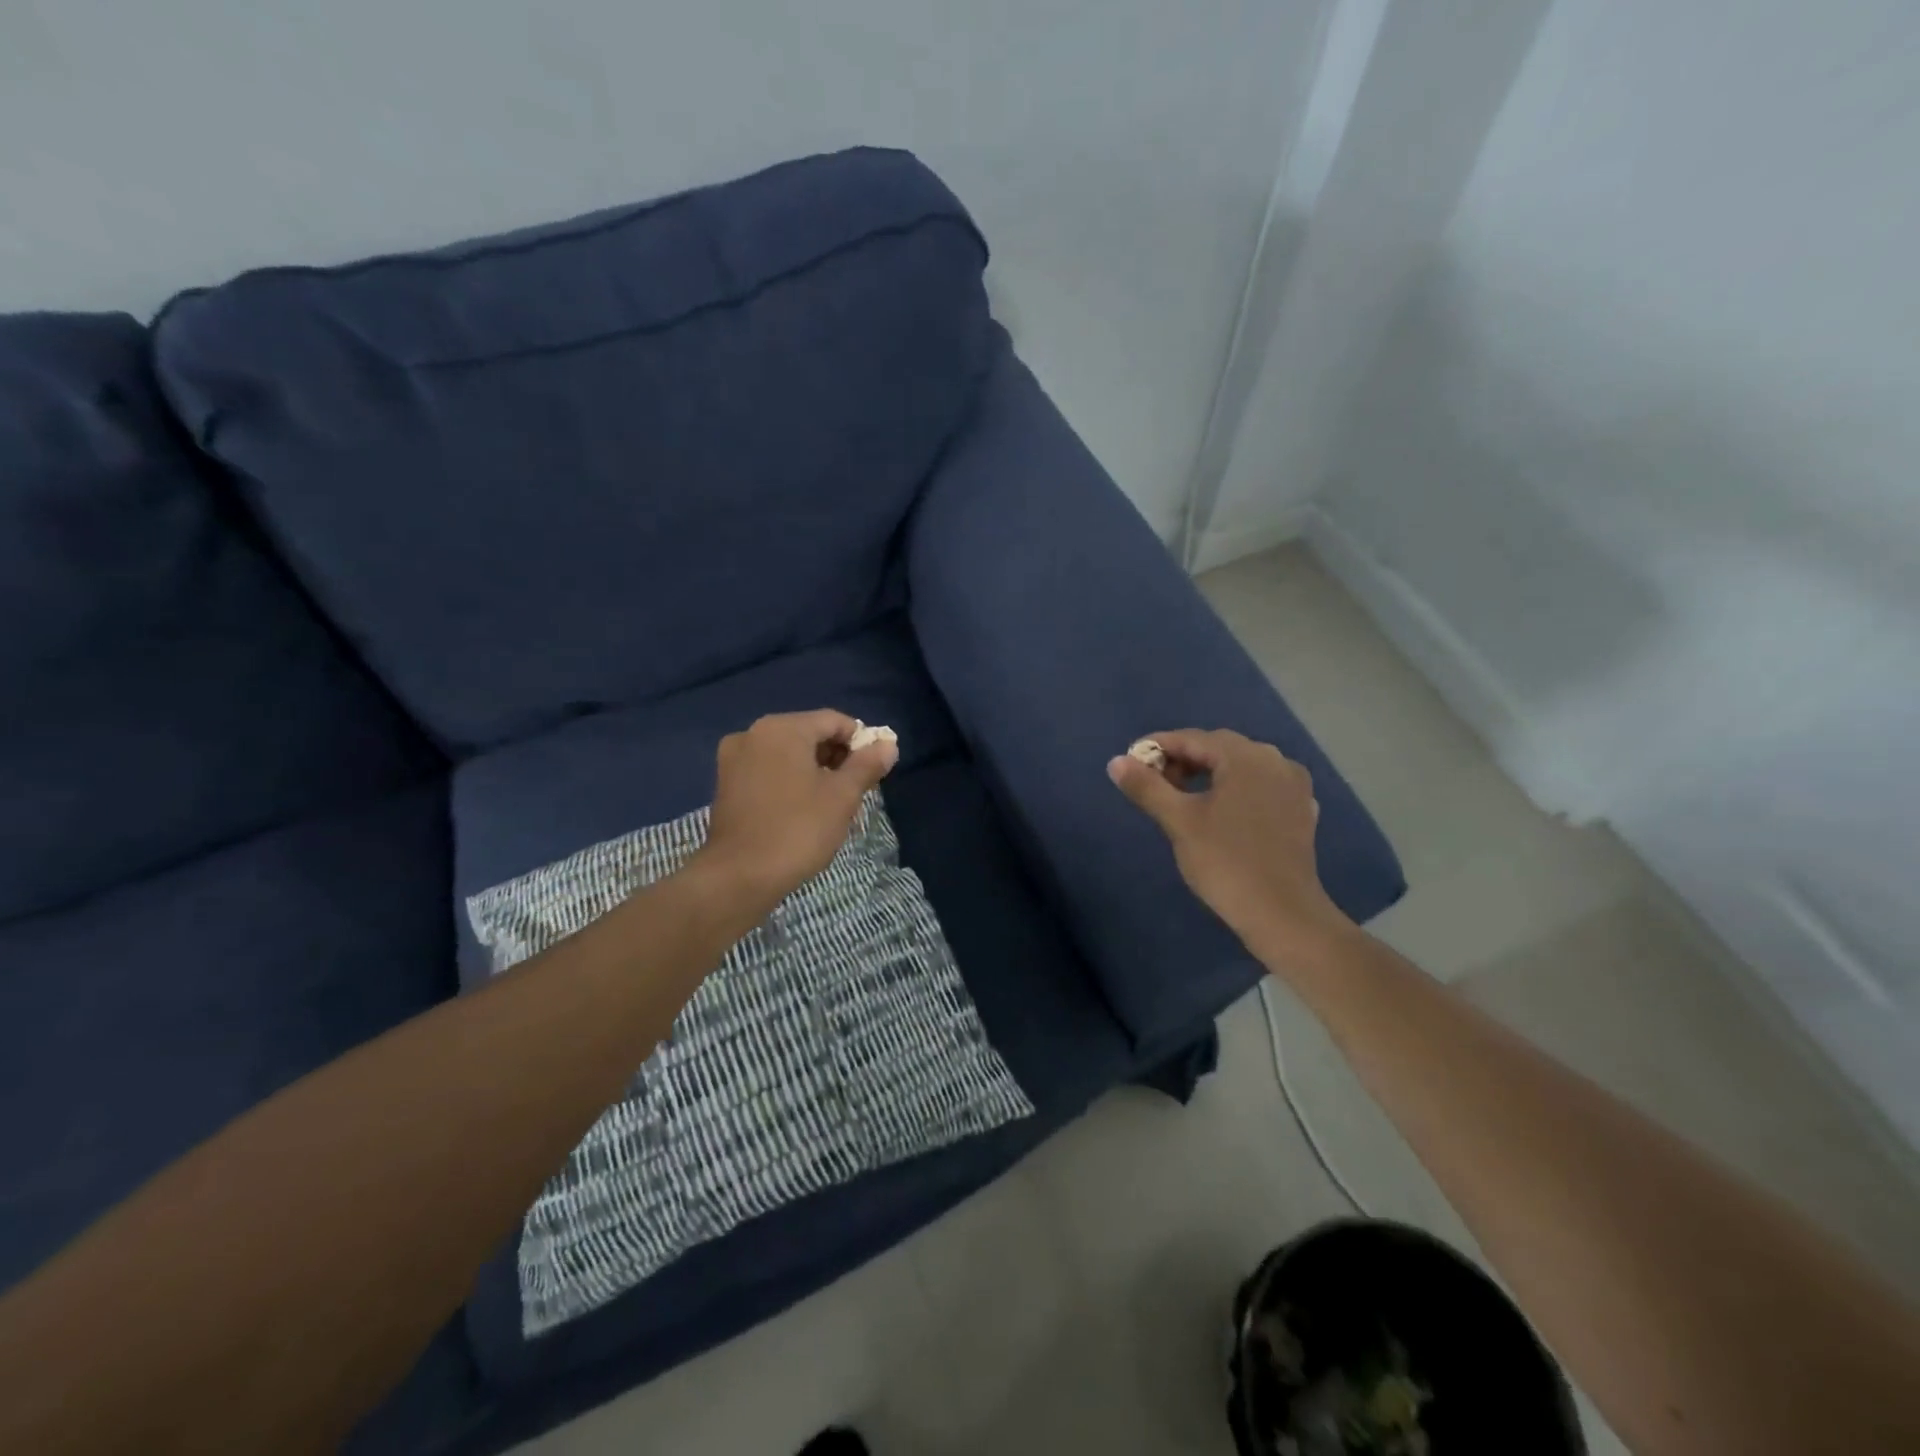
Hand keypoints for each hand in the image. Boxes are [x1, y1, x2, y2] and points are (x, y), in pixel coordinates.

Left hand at [691, 709, 898, 914]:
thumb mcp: (842, 796)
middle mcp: (753, 733)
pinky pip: (767, 770)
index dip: (860, 742)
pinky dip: (789, 780)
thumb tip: (888, 745)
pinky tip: (801, 809)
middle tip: (855, 790)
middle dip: (836, 757)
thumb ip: (866, 765)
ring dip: (814, 770)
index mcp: (782, 728)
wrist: (739, 877)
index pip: (834, 721)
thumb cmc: (798, 830)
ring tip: (830, 803)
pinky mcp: (725, 783)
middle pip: (808, 733)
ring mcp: (734, 758)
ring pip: (787, 753)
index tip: (873, 771)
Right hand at [1107, 729, 1353, 966]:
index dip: (1157, 747)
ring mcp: (1293, 785)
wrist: (1282, 914)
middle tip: (1152, 783)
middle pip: (1218, 748)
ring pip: (1240, 766)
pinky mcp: (1300, 810)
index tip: (1130, 763)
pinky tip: (1220, 811)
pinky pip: (1259, 786)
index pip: (1192, 738)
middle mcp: (1275, 760)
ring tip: (1180, 798)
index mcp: (1245, 757)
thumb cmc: (1225, 863)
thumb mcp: (1178, 821)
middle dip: (1183, 760)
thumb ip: (1146, 786)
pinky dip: (1233, 790)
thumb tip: (1116, 762)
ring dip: (1208, 774)